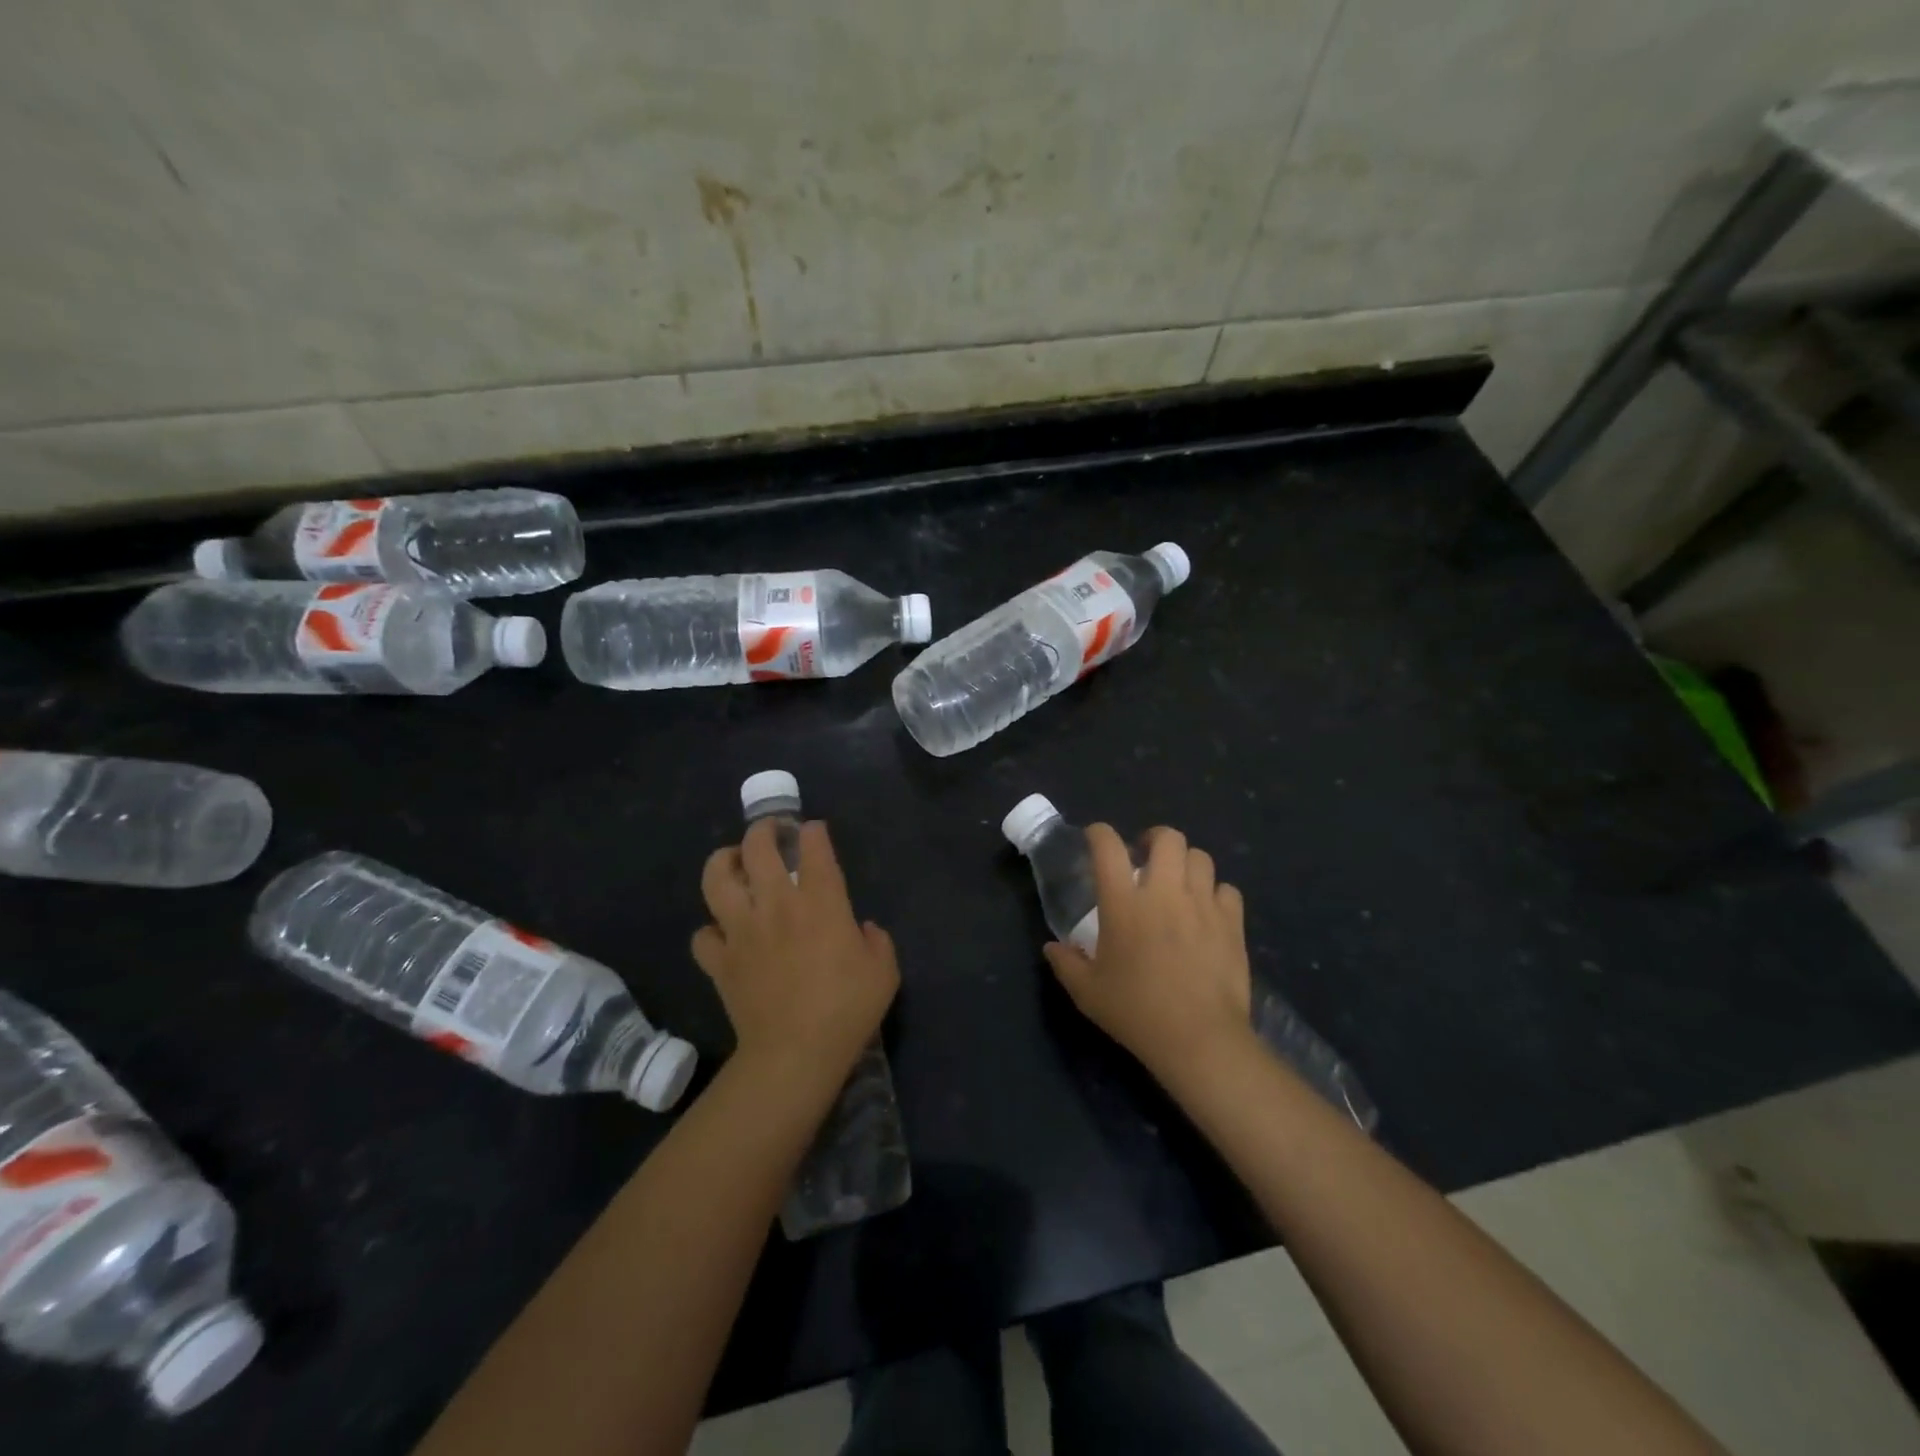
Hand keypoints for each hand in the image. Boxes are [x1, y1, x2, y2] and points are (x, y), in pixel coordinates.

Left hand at [692, 819, 898, 1092]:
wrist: (795, 1053)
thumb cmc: (847, 1009)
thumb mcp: (884, 971)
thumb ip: (877, 940)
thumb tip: (861, 929)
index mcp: (820, 902)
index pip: (813, 847)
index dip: (813, 832)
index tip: (814, 832)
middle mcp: (777, 904)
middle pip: (757, 848)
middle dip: (763, 830)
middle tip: (771, 833)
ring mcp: (742, 931)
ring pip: (717, 878)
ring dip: (724, 862)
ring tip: (733, 863)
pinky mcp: (720, 961)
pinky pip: (702, 935)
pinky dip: (711, 931)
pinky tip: (723, 933)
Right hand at [1043, 824, 1253, 1084]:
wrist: (1199, 1038)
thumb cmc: (1136, 1012)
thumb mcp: (1087, 992)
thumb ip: (1066, 963)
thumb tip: (1052, 947)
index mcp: (1124, 903)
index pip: (1108, 846)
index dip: (1099, 833)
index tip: (1095, 838)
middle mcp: (1164, 892)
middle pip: (1167, 837)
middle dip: (1154, 839)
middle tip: (1146, 857)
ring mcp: (1202, 904)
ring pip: (1200, 857)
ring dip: (1186, 863)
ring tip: (1178, 882)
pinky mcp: (1232, 923)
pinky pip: (1227, 890)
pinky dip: (1215, 893)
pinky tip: (1207, 911)